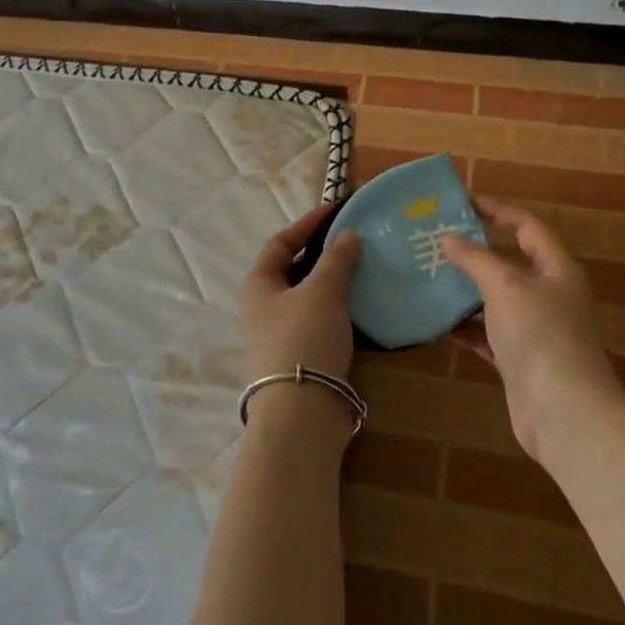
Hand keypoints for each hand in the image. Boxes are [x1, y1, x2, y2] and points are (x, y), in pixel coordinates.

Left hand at [240, 204, 361, 381]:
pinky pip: (321, 321)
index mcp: (259, 284)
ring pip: (309, 297)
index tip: (336, 211)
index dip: (307, 224)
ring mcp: (281, 334)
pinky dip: (340, 309)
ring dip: (334, 283)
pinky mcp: (301, 356)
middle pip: (294, 269)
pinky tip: (364, 306)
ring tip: (366, 269)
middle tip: (356, 242)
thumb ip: (336, 260)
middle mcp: (263, 307)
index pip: (280, 243)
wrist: (302, 413)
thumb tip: (347, 237)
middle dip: (324, 254)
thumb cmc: (305, 339)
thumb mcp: (322, 292)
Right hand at [442, 197, 623, 461]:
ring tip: (427, 277)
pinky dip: (465, 327)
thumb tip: (449, 239)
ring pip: (494, 300)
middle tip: (434, 241)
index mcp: (556, 269)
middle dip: (473, 252)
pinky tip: (437, 322)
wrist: (565, 412)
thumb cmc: (540, 336)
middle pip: (509, 263)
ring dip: (464, 291)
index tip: (461, 203)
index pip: (526, 227)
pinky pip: (487, 334)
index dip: (497, 210)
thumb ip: (476, 260)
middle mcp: (548, 295)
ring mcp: (534, 330)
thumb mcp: (506, 286)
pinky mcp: (518, 360)